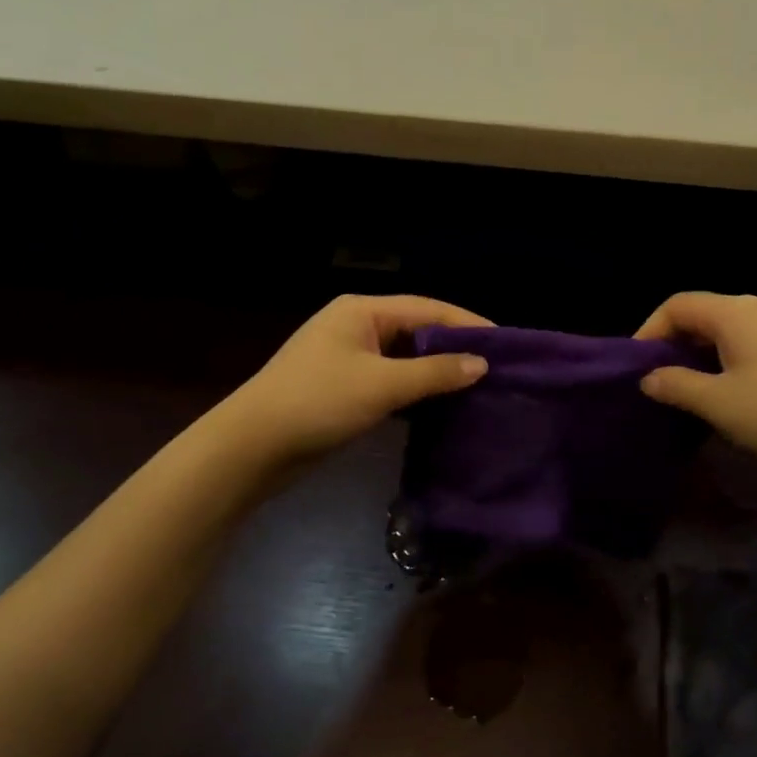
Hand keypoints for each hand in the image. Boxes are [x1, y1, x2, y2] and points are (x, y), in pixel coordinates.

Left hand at [213, 295, 491, 464]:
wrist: (251, 447)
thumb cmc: (317, 402)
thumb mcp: (382, 385)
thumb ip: (434, 373)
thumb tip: (481, 365)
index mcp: (362, 311)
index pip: (428, 309)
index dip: (467, 324)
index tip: (505, 344)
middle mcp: (356, 326)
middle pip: (417, 331)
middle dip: (454, 349)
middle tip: (495, 369)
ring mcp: (348, 358)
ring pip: (404, 359)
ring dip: (435, 373)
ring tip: (477, 389)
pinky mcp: (343, 388)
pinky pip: (390, 382)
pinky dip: (415, 392)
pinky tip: (440, 408)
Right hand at [634, 292, 756, 477]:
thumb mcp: (718, 404)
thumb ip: (676, 386)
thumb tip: (649, 378)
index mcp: (735, 312)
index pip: (677, 304)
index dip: (649, 330)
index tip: (637, 367)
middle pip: (703, 312)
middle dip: (674, 342)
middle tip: (660, 379)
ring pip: (728, 327)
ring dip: (701, 352)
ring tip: (691, 387)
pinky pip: (751, 339)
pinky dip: (728, 356)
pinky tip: (731, 389)